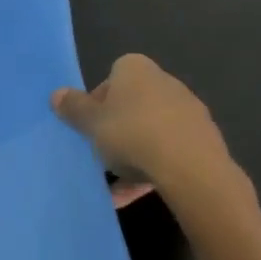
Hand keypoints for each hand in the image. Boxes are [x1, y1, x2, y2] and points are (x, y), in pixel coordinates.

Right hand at [52, 55, 237, 204]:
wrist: (191, 168)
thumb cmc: (132, 134)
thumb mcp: (92, 123)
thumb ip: (74, 108)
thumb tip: (56, 94)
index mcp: (134, 68)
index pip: (109, 80)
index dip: (96, 106)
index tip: (90, 130)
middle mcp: (163, 80)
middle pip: (131, 106)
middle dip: (117, 131)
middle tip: (103, 156)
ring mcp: (187, 109)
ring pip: (151, 131)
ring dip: (135, 154)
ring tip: (119, 186)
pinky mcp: (204, 138)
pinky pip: (171, 150)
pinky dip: (155, 167)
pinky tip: (140, 192)